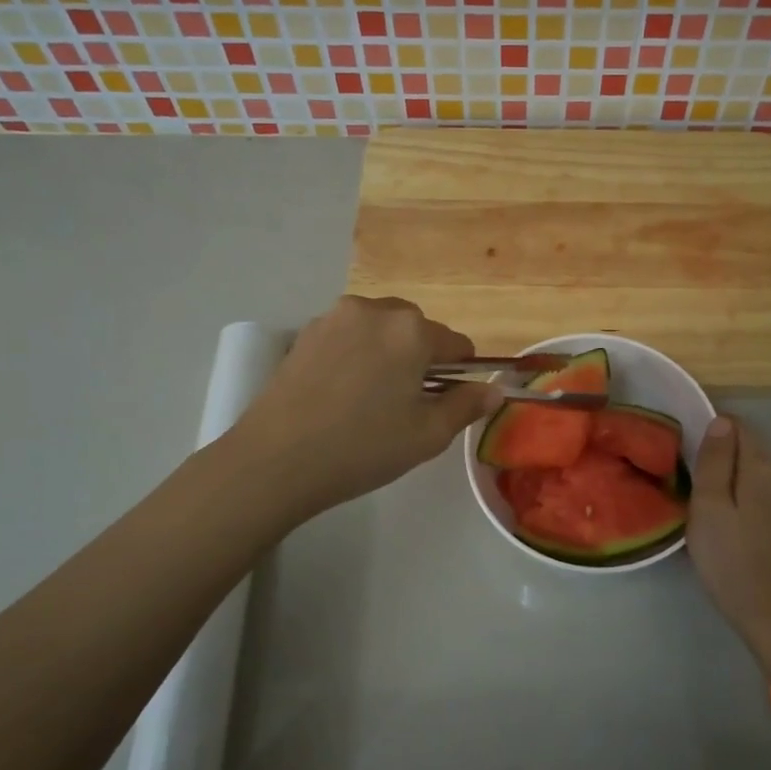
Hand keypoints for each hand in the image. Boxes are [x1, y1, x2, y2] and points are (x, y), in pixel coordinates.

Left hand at [229, 296, 502, 523]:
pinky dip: (357, 354)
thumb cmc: (363, 448)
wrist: (276, 459)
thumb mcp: (427, 435)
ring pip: (380, 328)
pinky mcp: (306, 333)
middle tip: (408, 402)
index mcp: (412, 331)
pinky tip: (342, 392)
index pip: (457, 344)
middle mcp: (375, 310)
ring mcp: (335, 317)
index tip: (448, 402)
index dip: (461, 374)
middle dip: (422, 357)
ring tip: (372, 397)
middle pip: (416, 328)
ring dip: (388, 351)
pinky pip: (348, 335)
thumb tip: (494, 390)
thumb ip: (466, 406)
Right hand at [688, 416, 770, 646]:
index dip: (712, 434)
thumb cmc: (732, 560)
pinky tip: (738, 532)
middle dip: (724, 464)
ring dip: (737, 487)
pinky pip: (770, 499)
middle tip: (696, 496)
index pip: (737, 426)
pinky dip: (751, 505)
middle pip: (749, 452)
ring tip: (714, 517)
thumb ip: (715, 461)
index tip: (691, 460)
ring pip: (759, 477)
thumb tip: (721, 421)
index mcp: (764, 466)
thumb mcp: (709, 507)